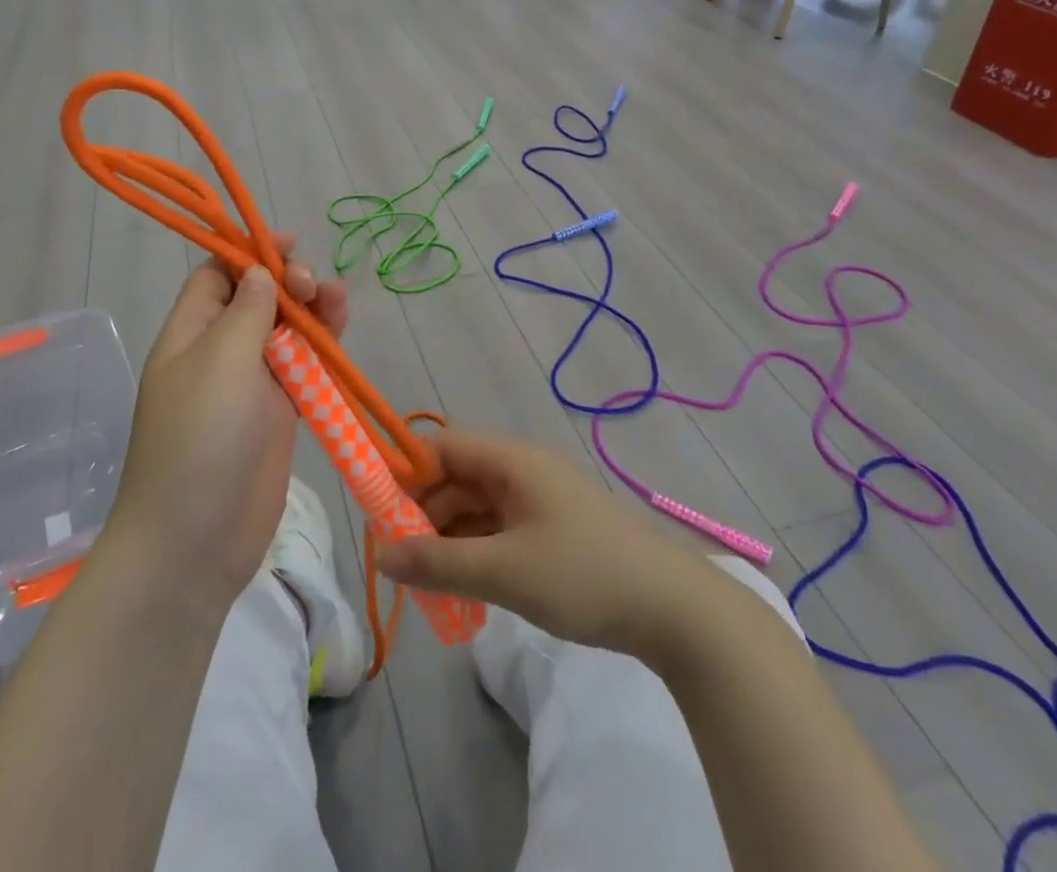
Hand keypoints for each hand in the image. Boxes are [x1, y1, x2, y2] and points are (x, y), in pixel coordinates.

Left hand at [106, 235, 349, 615]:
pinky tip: (341, 332)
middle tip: (312, 286)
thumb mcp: (220, 361)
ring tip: (338, 299)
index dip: (250, 253)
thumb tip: (260, 271)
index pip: (217, 275)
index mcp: (191, 333)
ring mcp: (252, 385)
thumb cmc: (200, 438)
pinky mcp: (280, 414)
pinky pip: (304, 369)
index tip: (289, 243)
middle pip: (259, 299)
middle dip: (288, 282)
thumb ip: (247, 311)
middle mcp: (220, 352)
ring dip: (313, 311)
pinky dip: (323, 349)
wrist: (195, 541)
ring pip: (287, 332)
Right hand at [374, 431, 712, 663]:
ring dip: (449, 539)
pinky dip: (476, 553)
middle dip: (425, 514)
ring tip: (427, 584)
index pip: (443, 447)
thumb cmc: (585, 575)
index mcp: (513, 460)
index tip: (379, 511)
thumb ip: (438, 563)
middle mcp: (523, 471)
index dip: (407, 472)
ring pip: (477, 509)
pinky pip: (499, 532)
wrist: (677, 611)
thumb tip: (381, 556)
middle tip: (401, 560)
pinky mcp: (553, 533)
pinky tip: (464, 591)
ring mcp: (540, 502)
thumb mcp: (505, 571)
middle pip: (457, 479)